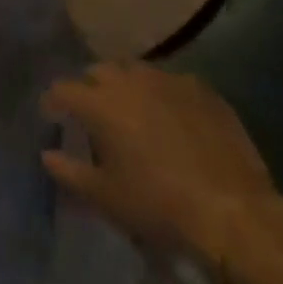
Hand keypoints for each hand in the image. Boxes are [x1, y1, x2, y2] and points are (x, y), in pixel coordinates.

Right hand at [41, 62, 274, 265]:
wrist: (234, 213)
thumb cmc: (159, 206)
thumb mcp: (106, 197)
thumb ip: (70, 172)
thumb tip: (47, 155)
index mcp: (100, 103)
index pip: (63, 89)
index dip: (53, 101)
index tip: (52, 115)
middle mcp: (130, 81)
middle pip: (99, 71)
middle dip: (90, 87)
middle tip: (94, 113)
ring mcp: (169, 81)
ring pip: (136, 70)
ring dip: (126, 85)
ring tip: (132, 109)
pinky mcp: (203, 91)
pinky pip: (172, 82)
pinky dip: (163, 94)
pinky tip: (171, 116)